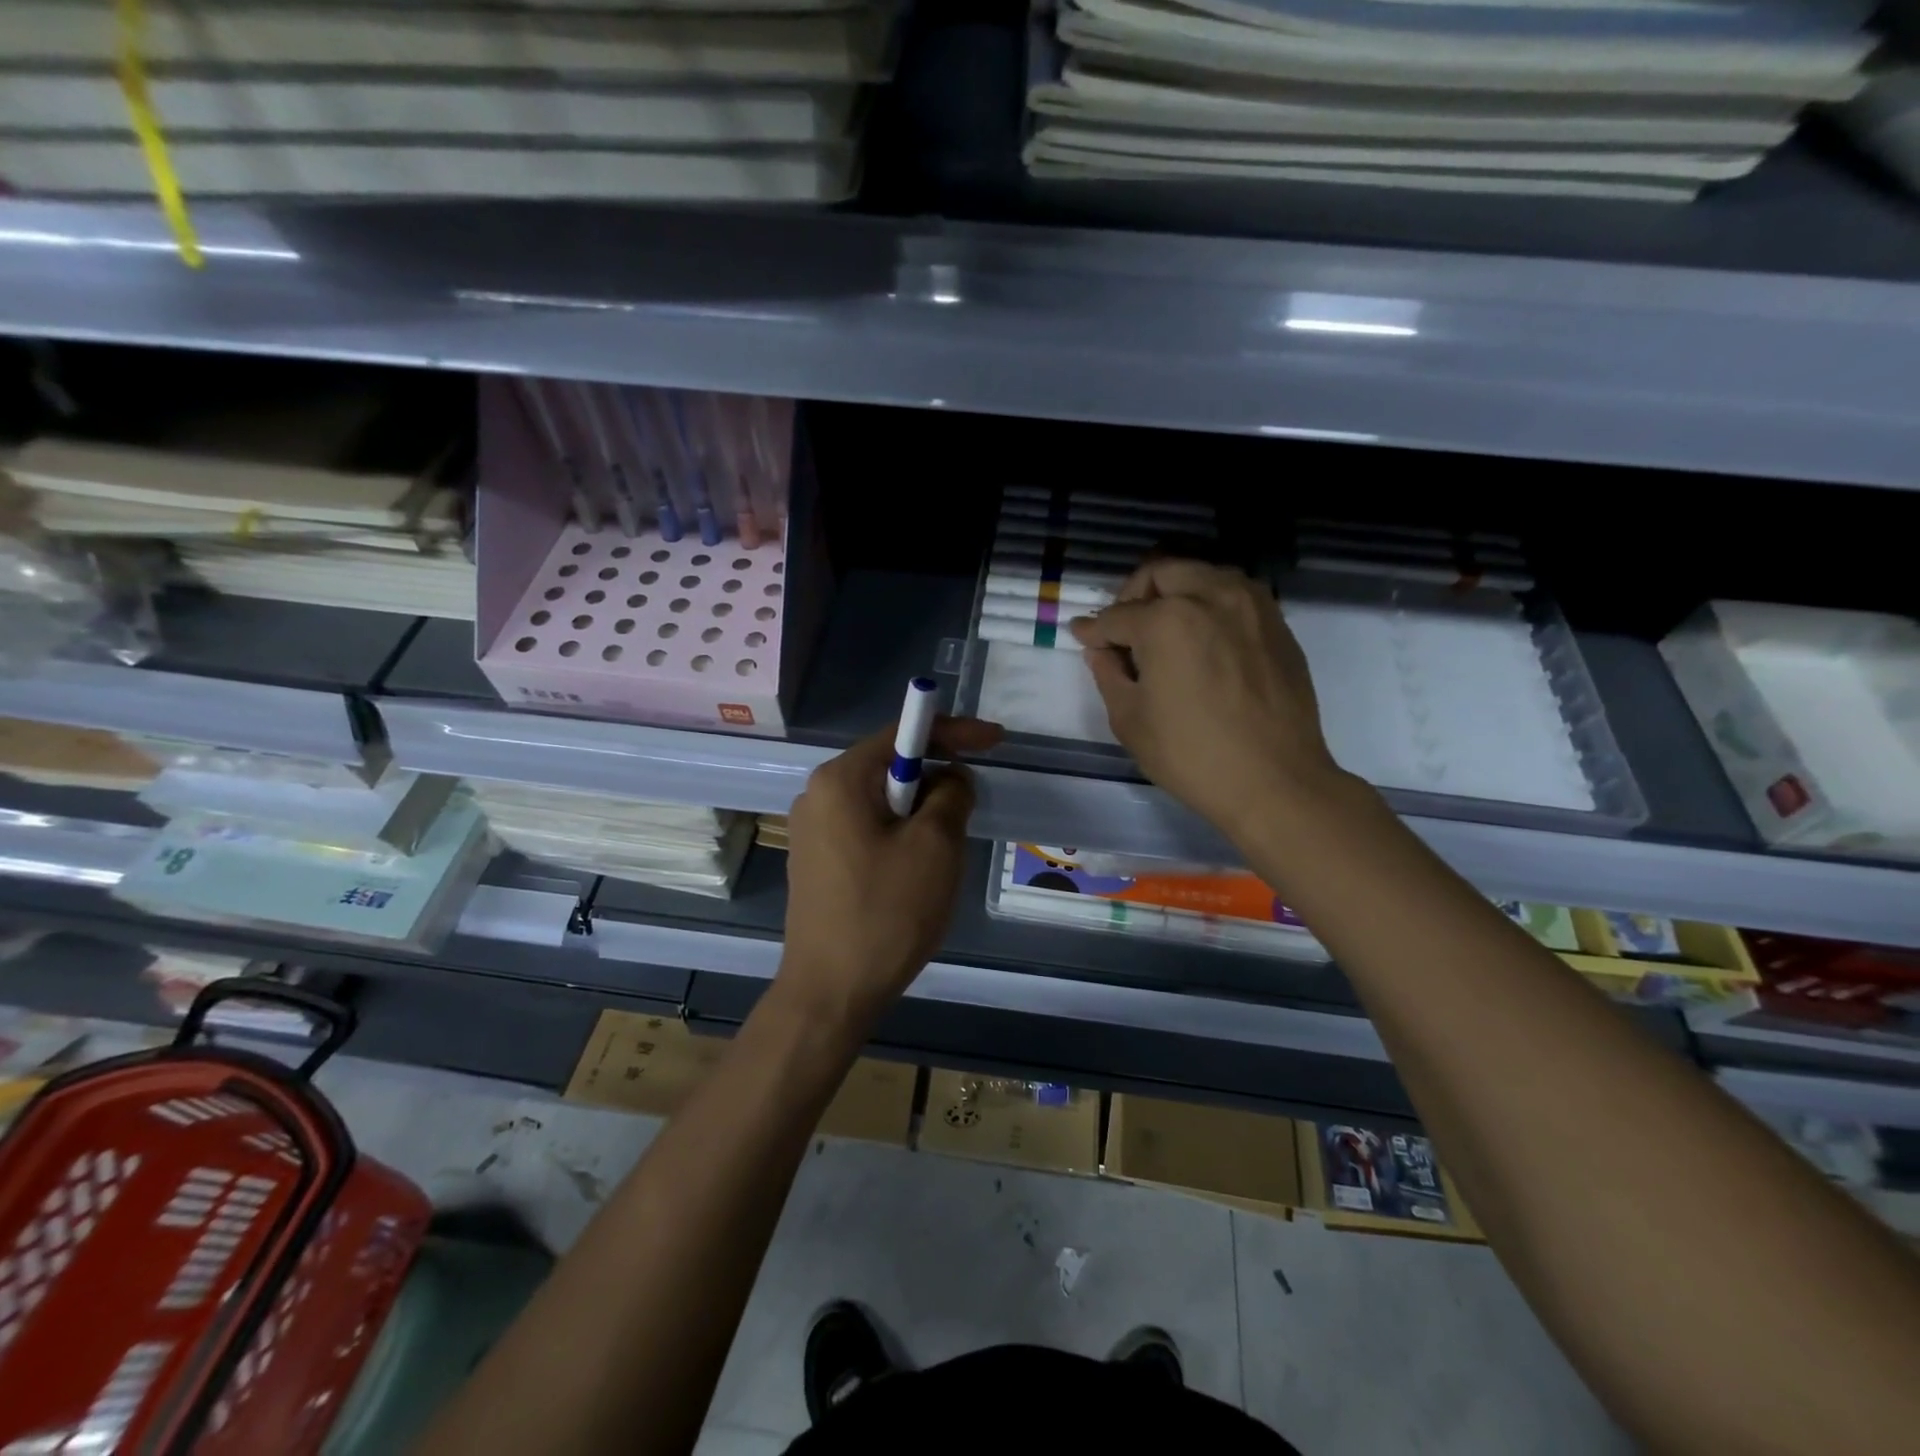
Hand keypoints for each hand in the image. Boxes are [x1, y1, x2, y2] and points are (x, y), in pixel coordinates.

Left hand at [778, 716, 1002, 1039]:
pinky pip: (867, 829)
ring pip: (881, 802)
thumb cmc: (886, 913)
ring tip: (945, 851)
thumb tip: (950, 777)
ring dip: (920, 812)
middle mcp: (818, 795)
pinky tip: (914, 872)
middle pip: (890, 766)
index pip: (902, 733)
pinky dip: (899, 835)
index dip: (954, 731)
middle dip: (936, 779)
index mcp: (840, 780)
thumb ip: (951, 793)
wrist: (830, 992)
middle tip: (971, 806)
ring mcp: (812, 831)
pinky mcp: (817, 862)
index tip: (996, 741)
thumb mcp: (935, 846)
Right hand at [1069, 560, 1343, 844]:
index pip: (1117, 616)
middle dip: (1134, 594)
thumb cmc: (1191, 755)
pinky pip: (1235, 594)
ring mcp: (1251, 606)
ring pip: (1203, 574)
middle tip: (1124, 628)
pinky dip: (1210, 603)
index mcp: (1167, 621)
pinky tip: (1203, 638)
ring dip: (1176, 590)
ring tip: (1165, 628)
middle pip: (1161, 572)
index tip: (1082, 637)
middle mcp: (1210, 597)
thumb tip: (1100, 649)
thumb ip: (1108, 673)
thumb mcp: (1130, 720)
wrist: (1275, 781)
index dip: (1093, 630)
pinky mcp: (1277, 624)